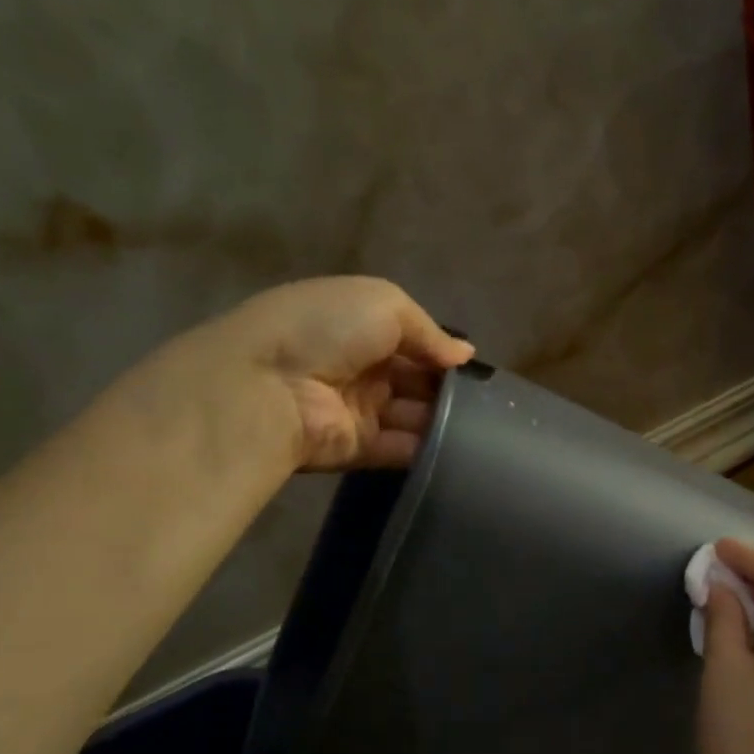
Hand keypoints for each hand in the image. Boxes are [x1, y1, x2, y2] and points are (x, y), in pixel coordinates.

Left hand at [127, 276, 474, 479]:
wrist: (267, 385)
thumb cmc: (327, 329)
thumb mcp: (385, 303)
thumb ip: (430, 331)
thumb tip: (465, 355)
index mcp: (360, 325)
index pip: (412, 341)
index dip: (442, 352)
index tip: (474, 367)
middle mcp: (360, 367)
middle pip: (416, 381)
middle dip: (447, 388)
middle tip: (486, 400)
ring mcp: (358, 410)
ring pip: (413, 416)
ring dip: (442, 419)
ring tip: (482, 425)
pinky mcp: (357, 449)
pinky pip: (400, 448)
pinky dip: (426, 448)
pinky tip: (459, 446)